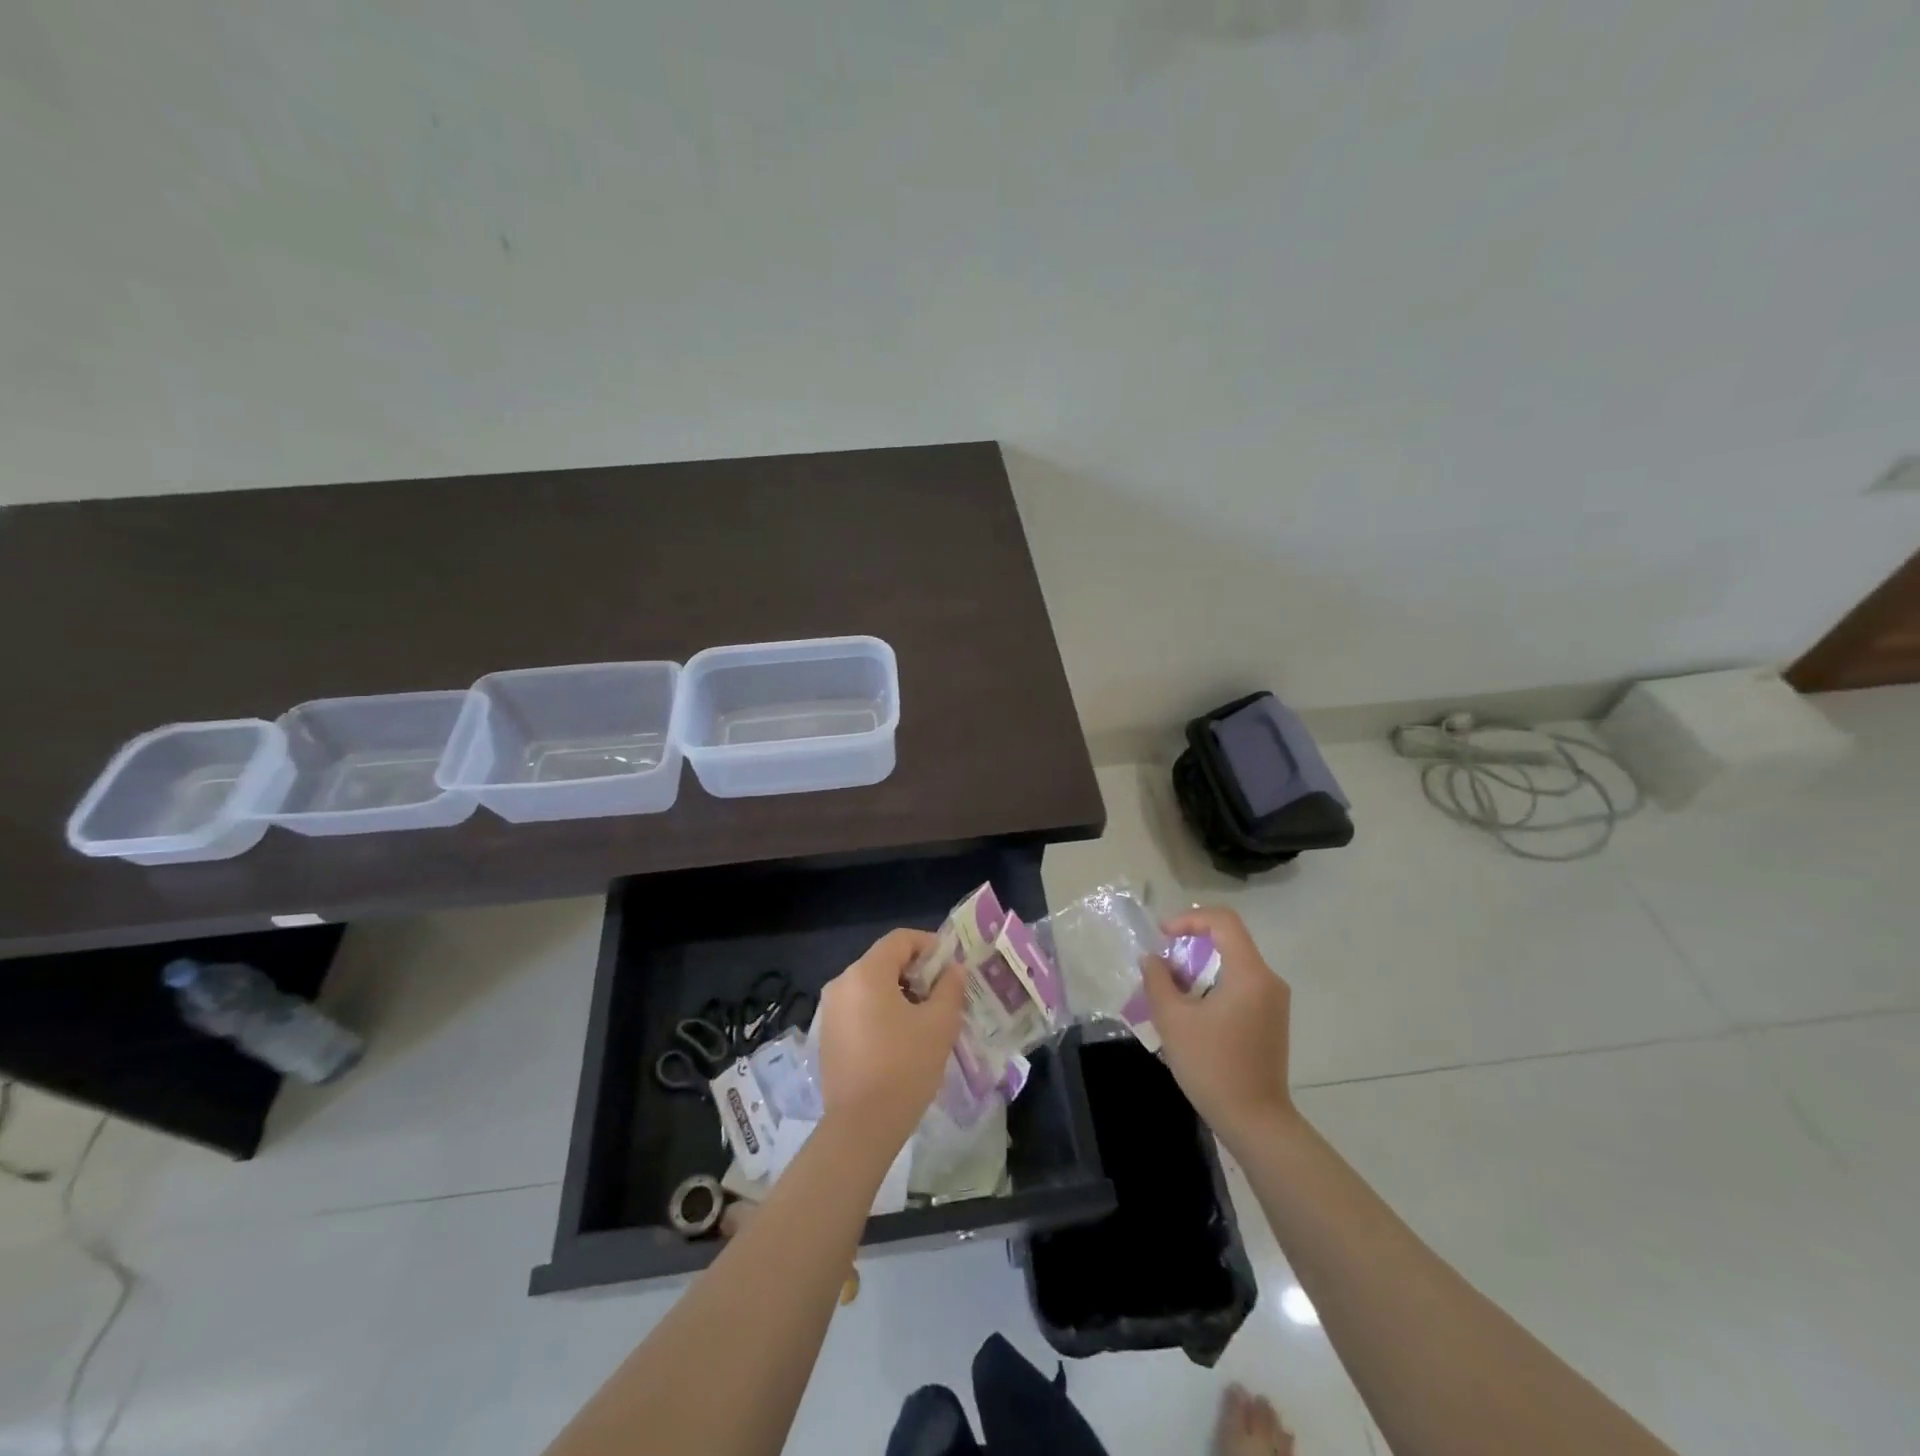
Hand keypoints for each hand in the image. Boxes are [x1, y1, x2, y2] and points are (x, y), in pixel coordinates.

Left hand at [816, 928, 966, 1151]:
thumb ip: (950, 988)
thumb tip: (953, 969)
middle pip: (884, 961)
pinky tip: (901, 1040)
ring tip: (926, 1019)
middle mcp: (841, 983)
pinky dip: (881, 1013)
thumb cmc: (905, 1066)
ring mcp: (830, 1011)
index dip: (929, 945)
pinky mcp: (827, 1036)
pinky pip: (859, 1009)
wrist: (862, 1126)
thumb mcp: (939, 1024)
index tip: (951, 966)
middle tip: (943, 995)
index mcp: (866, 973)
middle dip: (916, 972)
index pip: (900, 939)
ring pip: (871, 987)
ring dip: (899, 994)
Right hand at [1140, 906, 1295, 1145]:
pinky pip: (1240, 983)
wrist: (1255, 1122)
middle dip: (1191, 943)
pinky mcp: (1271, 1019)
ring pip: (1233, 963)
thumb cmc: (1213, 1067)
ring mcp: (1273, 1001)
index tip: (1163, 936)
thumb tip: (1152, 959)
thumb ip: (1158, 980)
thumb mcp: (1173, 1020)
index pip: (1223, 921)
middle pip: (1229, 940)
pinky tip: (1191, 1008)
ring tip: (1170, 988)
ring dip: (1200, 966)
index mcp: (1250, 974)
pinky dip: (1213, 983)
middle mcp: (1268, 980)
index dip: (1189, 918)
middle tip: (1162, 963)